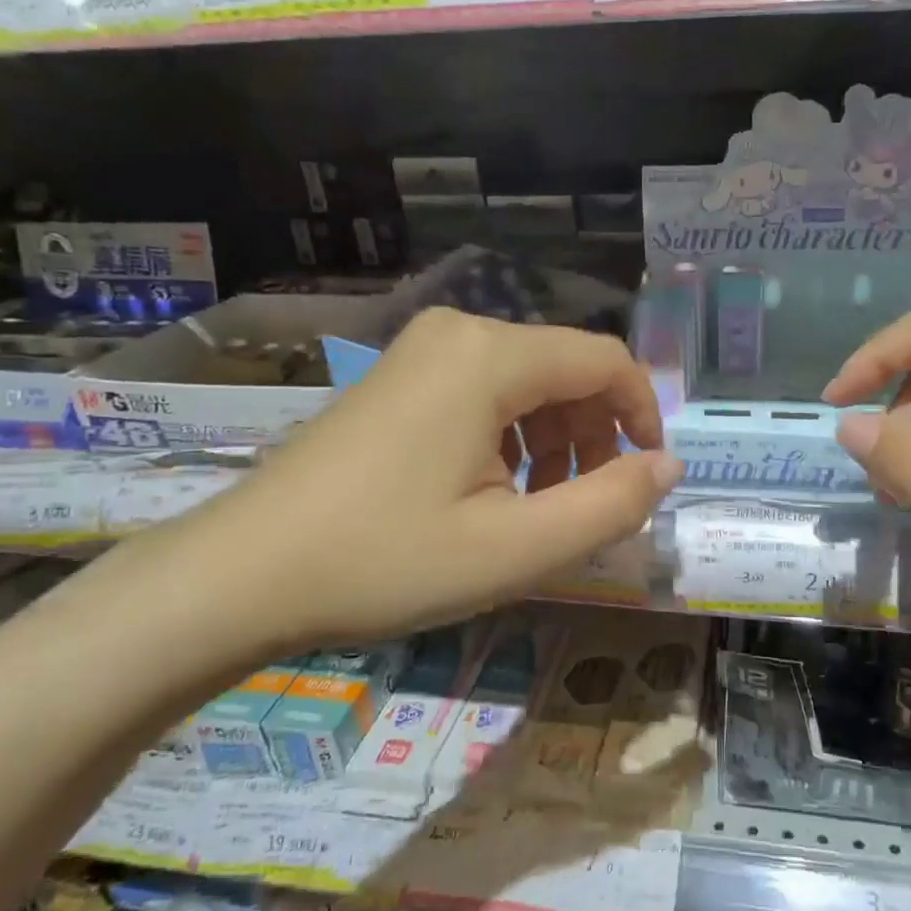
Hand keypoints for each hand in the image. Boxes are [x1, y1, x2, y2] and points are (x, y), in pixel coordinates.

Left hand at [150, 309, 680, 663]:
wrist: (241, 576)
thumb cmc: (385, 561)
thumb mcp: (516, 548)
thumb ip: (610, 505)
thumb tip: (669, 466)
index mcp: (490, 357)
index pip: (606, 361)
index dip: (643, 415)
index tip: (648, 478)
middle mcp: (458, 334)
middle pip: (566, 370)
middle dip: (595, 437)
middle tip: (586, 509)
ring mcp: (421, 353)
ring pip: (527, 384)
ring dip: (554, 444)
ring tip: (536, 512)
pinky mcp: (398, 380)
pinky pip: (484, 395)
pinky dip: (511, 440)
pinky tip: (491, 495)